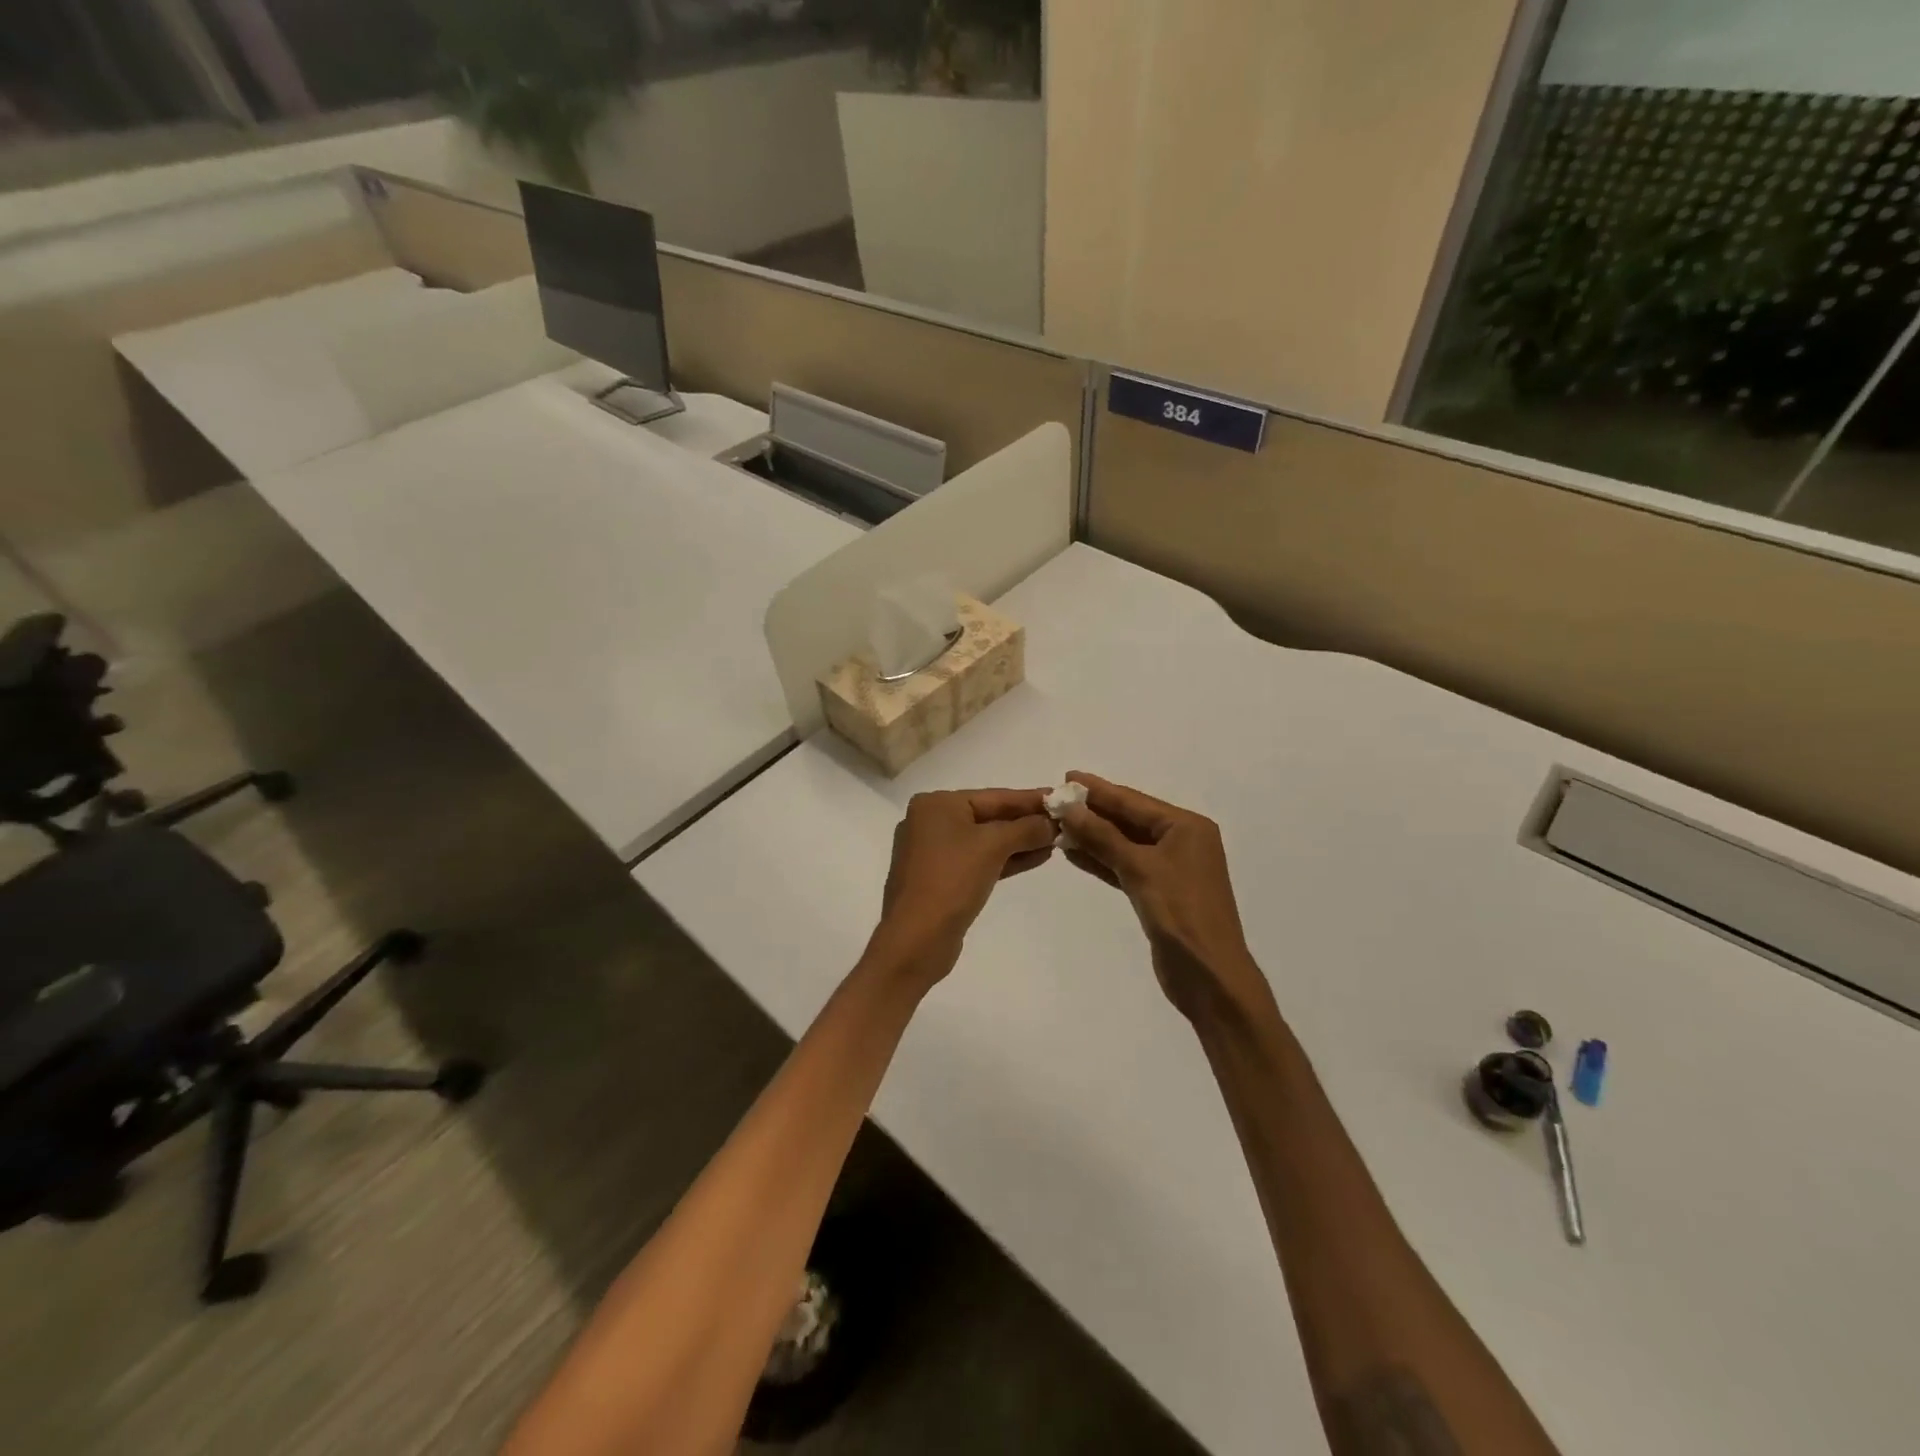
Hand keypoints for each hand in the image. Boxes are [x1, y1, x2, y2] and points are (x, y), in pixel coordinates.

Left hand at [871, 789, 1058, 980]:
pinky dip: (1005, 859)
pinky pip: (979, 860)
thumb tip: (1051, 823)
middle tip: (1063, 821)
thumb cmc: (951, 880)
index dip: (1030, 799)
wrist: (916, 939)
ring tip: (1056, 841)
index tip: (1060, 797)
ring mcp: (933, 852)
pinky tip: (1036, 858)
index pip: (993, 796)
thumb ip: (1026, 829)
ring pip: (985, 840)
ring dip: (1020, 841)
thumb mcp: (993, 847)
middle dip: (1026, 822)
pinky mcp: (941, 878)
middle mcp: (931, 822)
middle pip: (988, 816)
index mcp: (936, 805)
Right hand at [1059, 772, 1275, 1027]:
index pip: (1133, 801)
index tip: (1066, 777)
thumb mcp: (1139, 868)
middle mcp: (1181, 841)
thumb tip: (1068, 807)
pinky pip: (1124, 866)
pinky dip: (1101, 860)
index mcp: (1186, 827)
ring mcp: (1170, 868)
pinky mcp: (1158, 892)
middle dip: (1093, 812)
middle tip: (1056, 800)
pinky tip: (1073, 853)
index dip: (1098, 790)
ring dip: (1093, 836)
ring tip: (1057, 825)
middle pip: (1129, 819)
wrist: (1209, 976)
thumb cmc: (1180, 914)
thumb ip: (1102, 836)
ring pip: (1124, 844)